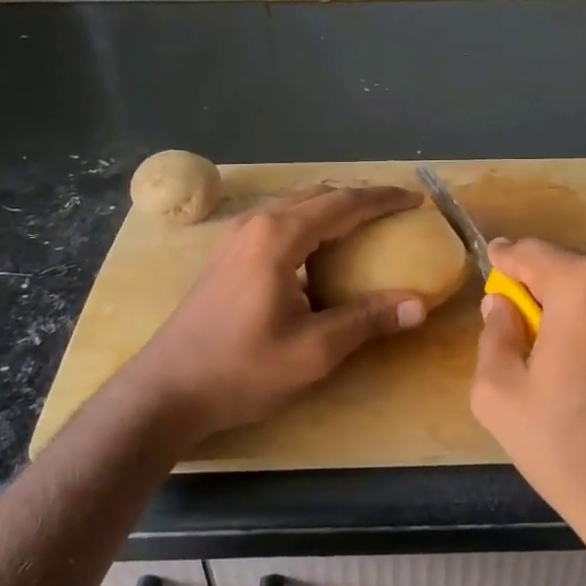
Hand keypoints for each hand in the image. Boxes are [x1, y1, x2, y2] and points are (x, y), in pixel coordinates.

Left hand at [115, 184, 429, 447]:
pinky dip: (311, 224)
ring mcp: (236, 237)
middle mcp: (257, 224)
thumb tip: (418, 305)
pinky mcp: (227, 255)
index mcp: (279, 236)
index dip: (383, 199)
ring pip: (296, 206)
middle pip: (319, 196)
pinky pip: (280, 223)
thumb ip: (367, 320)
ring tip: (367, 225)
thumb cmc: (242, 368)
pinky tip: (322, 250)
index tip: (416, 201)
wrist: (167, 389)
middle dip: (361, 199)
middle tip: (397, 211)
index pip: (343, 204)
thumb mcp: (314, 350)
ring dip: (334, 209)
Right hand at [470, 239, 585, 558]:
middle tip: (519, 311)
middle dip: (541, 278)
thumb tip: (501, 305)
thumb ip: (494, 334)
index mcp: (584, 285)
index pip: (531, 251)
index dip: (505, 259)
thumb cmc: (568, 448)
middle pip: (570, 259)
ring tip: (557, 335)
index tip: (491, 266)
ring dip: (575, 294)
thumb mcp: (500, 394)